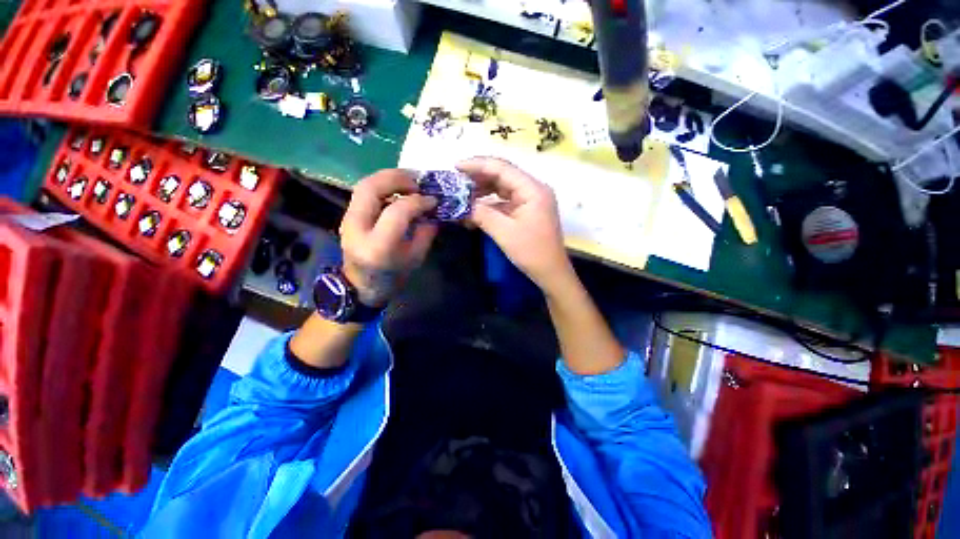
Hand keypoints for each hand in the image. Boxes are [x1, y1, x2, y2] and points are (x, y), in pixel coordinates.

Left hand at [340, 170, 437, 306]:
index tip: (433, 200)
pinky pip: (365, 192)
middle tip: (418, 181)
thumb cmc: (391, 278)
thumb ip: (426, 232)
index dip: (418, 202)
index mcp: (378, 246)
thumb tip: (432, 209)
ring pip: (364, 185)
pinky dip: (383, 185)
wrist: (359, 288)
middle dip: (397, 177)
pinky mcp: (348, 215)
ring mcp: (347, 220)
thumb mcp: (416, 258)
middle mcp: (357, 228)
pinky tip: (398, 190)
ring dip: (389, 178)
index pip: (397, 211)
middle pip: (371, 187)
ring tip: (410, 181)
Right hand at [458, 157, 574, 293]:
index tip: (455, 167)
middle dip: (478, 178)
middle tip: (455, 182)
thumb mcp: (504, 232)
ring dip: (482, 192)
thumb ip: (482, 213)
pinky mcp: (526, 211)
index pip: (502, 168)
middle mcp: (532, 189)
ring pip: (502, 189)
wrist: (550, 272)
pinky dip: (489, 205)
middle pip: (502, 175)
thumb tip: (461, 204)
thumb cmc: (531, 252)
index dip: (477, 165)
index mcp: (532, 189)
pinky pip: (504, 202)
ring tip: (461, 197)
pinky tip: (474, 211)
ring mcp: (530, 200)